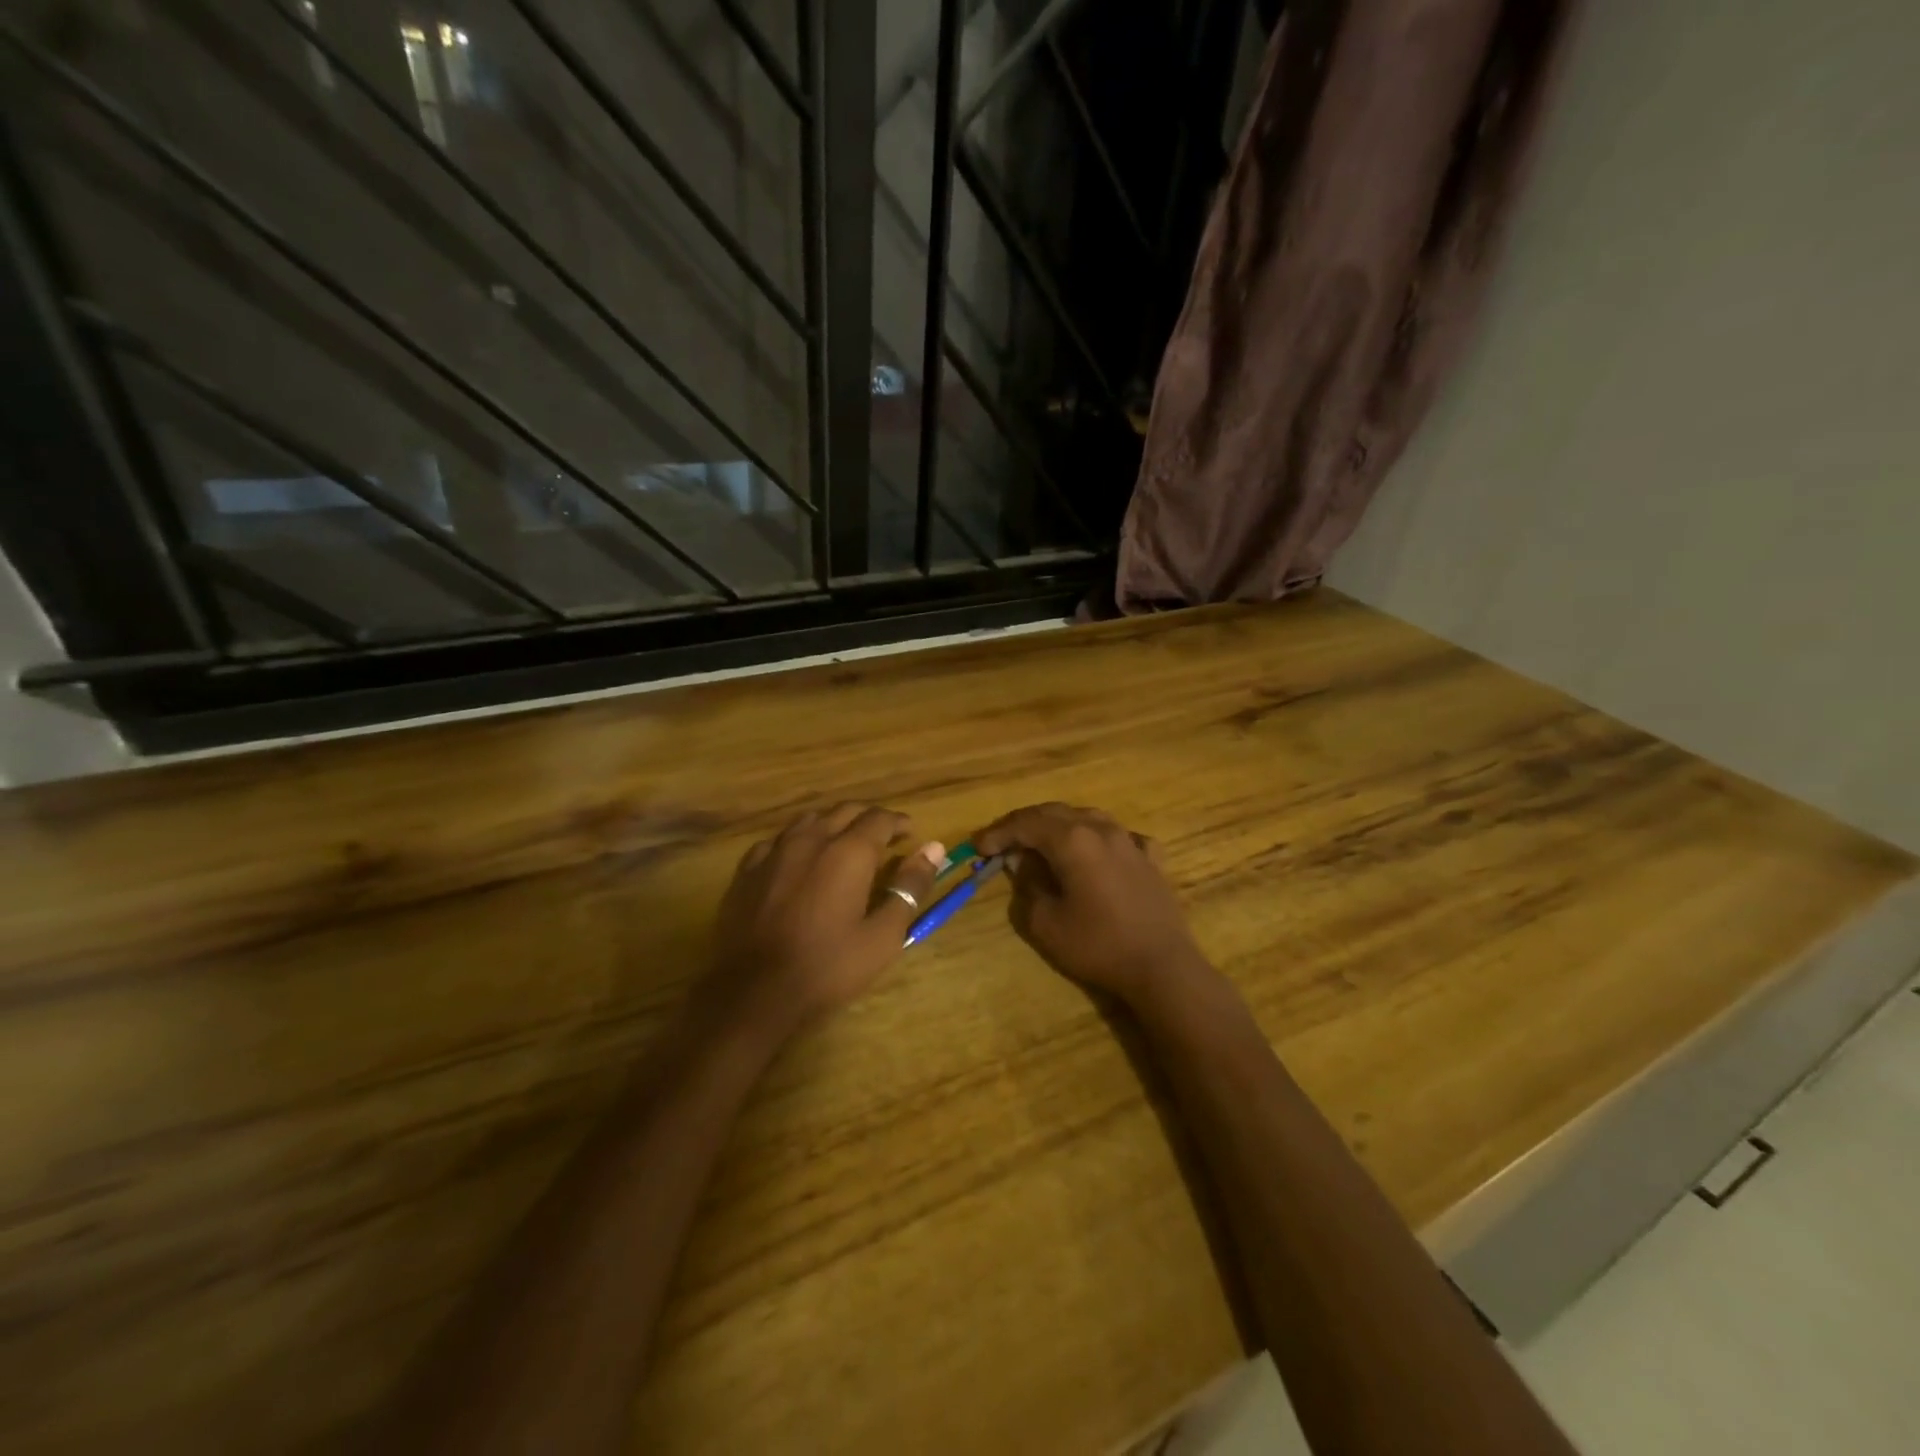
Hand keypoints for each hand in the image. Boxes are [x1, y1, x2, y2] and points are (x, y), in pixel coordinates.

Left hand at [704, 803, 943, 1041]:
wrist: (753, 992)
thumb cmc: (827, 967)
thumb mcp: (882, 934)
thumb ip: (909, 886)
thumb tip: (934, 848)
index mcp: (848, 852)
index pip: (880, 818)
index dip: (898, 822)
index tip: (910, 834)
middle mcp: (811, 839)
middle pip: (844, 811)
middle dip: (868, 818)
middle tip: (883, 837)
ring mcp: (774, 851)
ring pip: (810, 820)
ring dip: (833, 824)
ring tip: (844, 843)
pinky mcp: (747, 869)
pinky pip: (778, 840)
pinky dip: (798, 841)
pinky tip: (799, 860)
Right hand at [976, 803, 1212, 1009]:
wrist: (1162, 966)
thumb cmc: (1098, 945)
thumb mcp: (1046, 923)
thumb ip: (1028, 886)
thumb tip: (1023, 865)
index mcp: (1072, 840)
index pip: (1026, 824)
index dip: (998, 832)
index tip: (978, 847)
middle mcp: (1101, 829)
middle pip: (1054, 813)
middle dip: (1024, 824)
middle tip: (1001, 842)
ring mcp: (1130, 840)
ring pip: (1086, 817)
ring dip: (1058, 826)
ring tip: (1042, 843)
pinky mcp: (1150, 858)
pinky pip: (1118, 835)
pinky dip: (1097, 839)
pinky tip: (1096, 852)